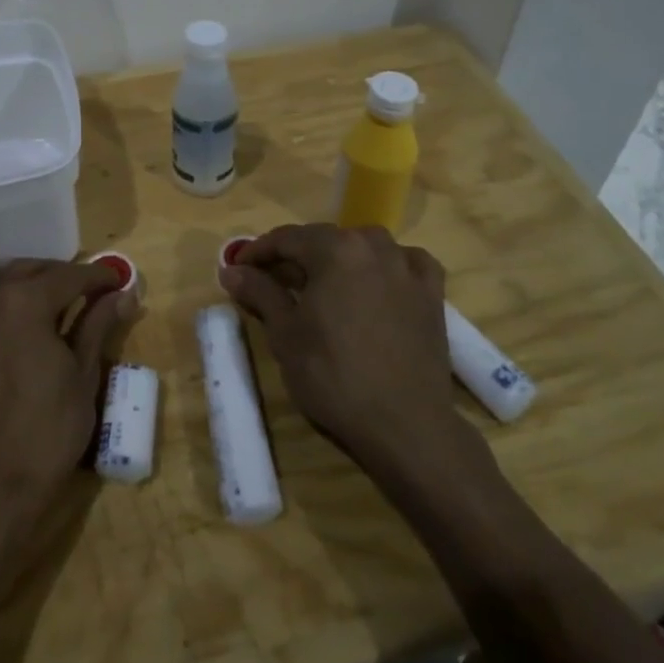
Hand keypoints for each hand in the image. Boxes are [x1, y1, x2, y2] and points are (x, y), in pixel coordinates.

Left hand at [0, 259, 139, 520]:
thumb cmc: (48, 432)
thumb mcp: (84, 376)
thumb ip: (98, 326)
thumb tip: (124, 294)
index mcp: (25, 301)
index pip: (70, 276)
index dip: (99, 276)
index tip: (118, 282)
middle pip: (26, 270)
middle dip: (57, 276)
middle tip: (83, 293)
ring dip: (4, 280)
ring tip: (27, 298)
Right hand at [222, 224, 475, 476]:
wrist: (403, 424)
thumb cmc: (333, 376)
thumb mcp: (285, 334)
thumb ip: (260, 292)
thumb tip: (232, 270)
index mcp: (334, 250)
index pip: (287, 239)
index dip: (258, 251)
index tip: (238, 268)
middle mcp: (373, 246)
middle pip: (325, 239)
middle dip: (295, 256)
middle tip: (271, 279)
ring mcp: (407, 267)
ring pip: (364, 247)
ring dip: (339, 257)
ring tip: (322, 283)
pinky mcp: (432, 293)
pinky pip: (404, 263)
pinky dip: (386, 266)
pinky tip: (378, 281)